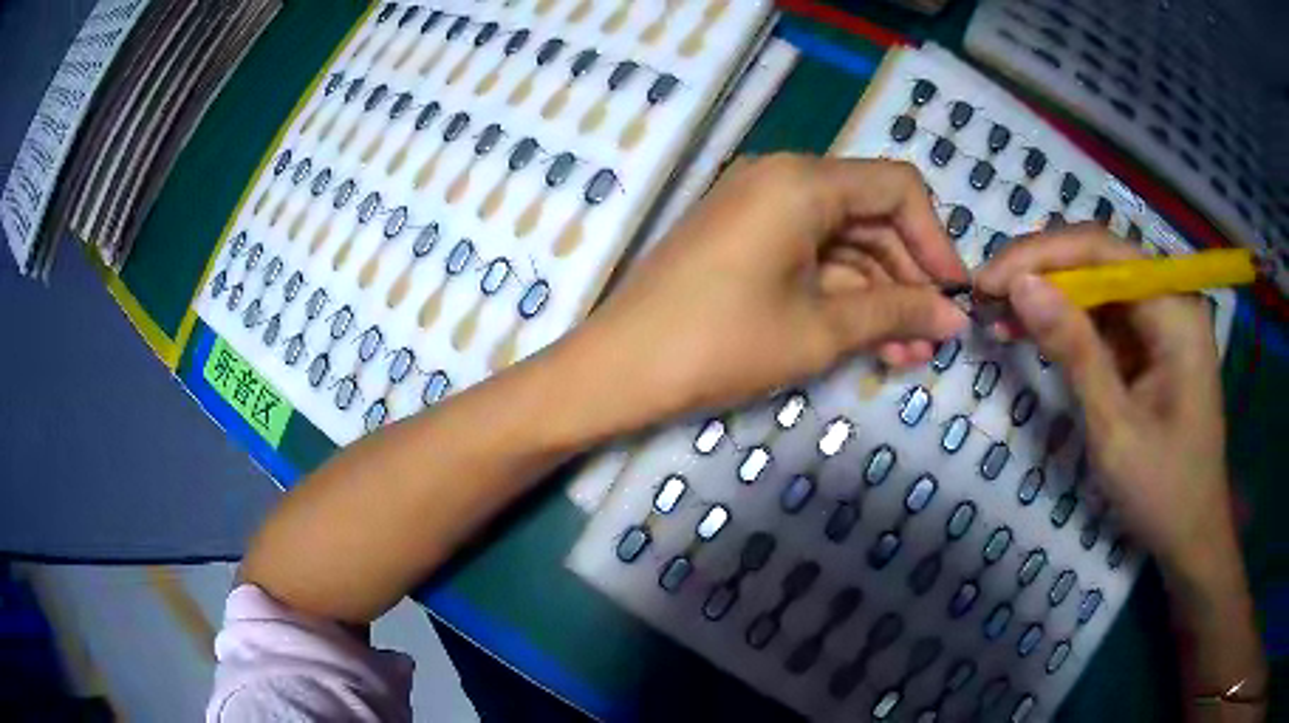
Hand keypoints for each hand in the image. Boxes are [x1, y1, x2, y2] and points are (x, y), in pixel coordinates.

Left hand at [573, 154, 968, 420]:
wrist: (616, 369)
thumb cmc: (720, 344)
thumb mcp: (820, 330)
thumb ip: (896, 313)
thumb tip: (955, 316)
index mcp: (802, 181)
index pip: (898, 188)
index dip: (936, 241)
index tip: (954, 295)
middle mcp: (782, 178)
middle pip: (872, 214)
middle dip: (909, 278)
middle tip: (932, 338)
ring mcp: (758, 206)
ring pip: (844, 240)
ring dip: (879, 293)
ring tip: (907, 352)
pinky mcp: (743, 237)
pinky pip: (810, 254)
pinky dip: (842, 292)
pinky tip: (870, 339)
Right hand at [976, 225, 1231, 573]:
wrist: (1191, 535)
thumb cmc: (1162, 491)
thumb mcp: (1115, 428)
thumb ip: (1074, 351)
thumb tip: (1020, 286)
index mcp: (1175, 310)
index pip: (1103, 251)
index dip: (1041, 255)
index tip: (987, 280)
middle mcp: (1170, 299)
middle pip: (1099, 259)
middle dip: (1040, 271)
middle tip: (986, 296)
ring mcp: (1161, 320)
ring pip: (1097, 285)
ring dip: (1048, 296)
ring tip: (998, 313)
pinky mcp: (1150, 344)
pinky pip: (1103, 316)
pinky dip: (1065, 323)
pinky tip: (1032, 332)